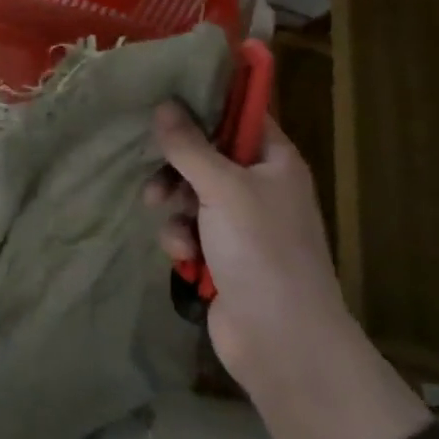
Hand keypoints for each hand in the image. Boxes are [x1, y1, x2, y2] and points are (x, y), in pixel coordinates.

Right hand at [146, 104, 350, 383]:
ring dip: (177, 210)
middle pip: (207, 157)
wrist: (281, 339)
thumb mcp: (222, 188)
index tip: (165, 100)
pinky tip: (185, 258)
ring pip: (192, 196)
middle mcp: (261, 187)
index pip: (240, 115)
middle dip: (177, 170)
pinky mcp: (223, 255)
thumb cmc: (261, 250)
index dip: (205, 106)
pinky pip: (191, 230)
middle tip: (157, 181)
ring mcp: (242, 224)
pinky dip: (183, 240)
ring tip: (175, 230)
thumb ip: (189, 146)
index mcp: (275, 162)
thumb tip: (165, 104)